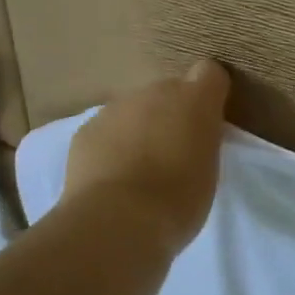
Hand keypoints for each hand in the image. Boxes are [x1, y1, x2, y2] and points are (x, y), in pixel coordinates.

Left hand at [63, 60, 230, 254]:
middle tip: (172, 154)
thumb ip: (202, 141)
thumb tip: (191, 134)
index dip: (208, 95)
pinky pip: (106, 131)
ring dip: (139, 130)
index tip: (207, 124)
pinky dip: (111, 147)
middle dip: (170, 115)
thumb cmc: (178, 199)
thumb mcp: (209, 170)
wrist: (117, 220)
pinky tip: (111, 178)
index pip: (209, 74)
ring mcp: (115, 108)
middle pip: (167, 93)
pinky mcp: (86, 130)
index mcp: (194, 99)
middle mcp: (154, 92)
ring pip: (133, 111)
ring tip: (139, 171)